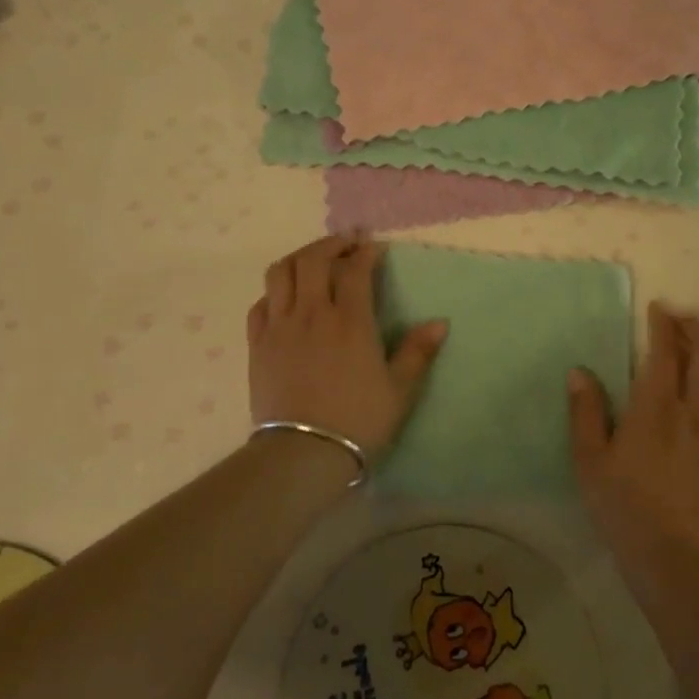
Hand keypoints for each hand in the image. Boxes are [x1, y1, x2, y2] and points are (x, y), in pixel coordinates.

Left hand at [246, 234, 447, 459]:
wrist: (302, 454)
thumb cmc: (358, 421)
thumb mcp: (399, 390)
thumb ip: (418, 352)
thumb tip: (441, 322)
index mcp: (351, 321)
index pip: (356, 269)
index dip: (366, 252)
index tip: (374, 247)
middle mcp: (313, 313)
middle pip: (314, 259)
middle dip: (332, 244)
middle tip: (347, 245)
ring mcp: (280, 326)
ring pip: (281, 272)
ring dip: (300, 258)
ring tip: (314, 262)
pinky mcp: (257, 344)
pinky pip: (260, 303)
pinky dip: (275, 291)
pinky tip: (286, 299)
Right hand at [568, 304, 698, 547]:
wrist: (668, 549)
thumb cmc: (620, 500)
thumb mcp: (588, 456)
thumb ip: (585, 410)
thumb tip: (580, 371)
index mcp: (655, 405)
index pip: (665, 350)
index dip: (664, 324)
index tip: (658, 308)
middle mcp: (692, 409)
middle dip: (698, 329)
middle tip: (684, 320)